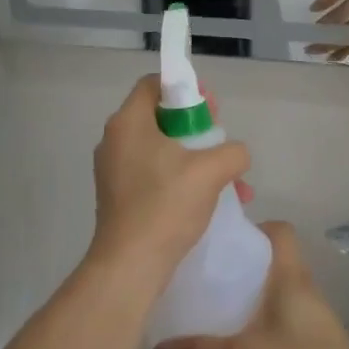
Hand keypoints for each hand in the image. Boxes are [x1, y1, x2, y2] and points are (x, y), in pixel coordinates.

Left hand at [84, 77, 249, 293]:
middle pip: (158, 117)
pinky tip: (212, 202)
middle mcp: (115, 141)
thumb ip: (232, 151)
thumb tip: (235, 154)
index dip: (184, 87)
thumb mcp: (211, 171)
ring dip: (196, 159)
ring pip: (160, 150)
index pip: (152, 84)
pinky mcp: (119, 196)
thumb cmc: (166, 206)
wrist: (130, 264)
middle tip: (221, 140)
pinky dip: (181, 179)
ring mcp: (114, 171)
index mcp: (128, 123)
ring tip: (230, 181)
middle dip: (196, 127)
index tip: (210, 106)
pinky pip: (154, 175)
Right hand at [152, 223, 348, 348]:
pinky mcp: (316, 348)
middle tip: (208, 278)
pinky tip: (240, 348)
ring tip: (217, 312)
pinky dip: (263, 328)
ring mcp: (314, 320)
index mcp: (291, 277)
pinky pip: (284, 324)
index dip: (254, 228)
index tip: (224, 242)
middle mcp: (305, 290)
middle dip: (243, 267)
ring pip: (279, 295)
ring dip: (253, 299)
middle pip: (274, 262)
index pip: (280, 231)